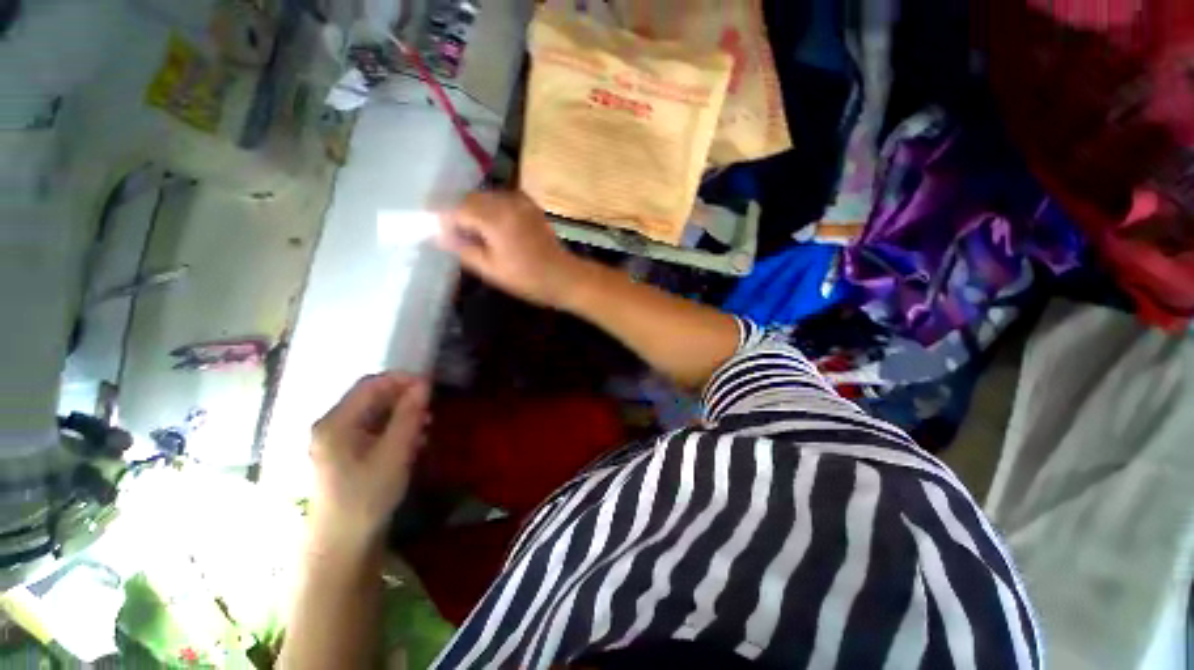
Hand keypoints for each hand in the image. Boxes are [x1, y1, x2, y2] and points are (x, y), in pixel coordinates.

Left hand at [307, 373, 429, 555]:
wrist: (342, 545)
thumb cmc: (366, 497)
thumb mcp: (394, 453)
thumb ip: (409, 415)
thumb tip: (424, 384)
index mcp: (336, 422)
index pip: (371, 384)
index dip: (402, 379)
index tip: (431, 386)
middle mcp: (332, 426)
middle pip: (371, 397)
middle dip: (404, 398)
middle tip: (431, 408)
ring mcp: (337, 441)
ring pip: (375, 413)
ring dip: (402, 414)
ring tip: (426, 425)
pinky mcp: (345, 455)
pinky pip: (373, 430)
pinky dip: (395, 429)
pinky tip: (413, 441)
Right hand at [439, 190, 586, 307]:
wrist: (563, 276)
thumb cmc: (527, 278)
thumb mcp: (490, 269)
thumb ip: (463, 249)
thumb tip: (438, 235)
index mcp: (496, 219)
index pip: (458, 209)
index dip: (444, 219)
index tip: (438, 232)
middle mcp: (507, 202)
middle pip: (471, 198)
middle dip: (458, 212)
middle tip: (455, 234)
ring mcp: (521, 201)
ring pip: (486, 196)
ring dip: (474, 209)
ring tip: (474, 232)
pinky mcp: (530, 204)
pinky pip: (502, 199)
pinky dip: (492, 208)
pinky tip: (493, 226)